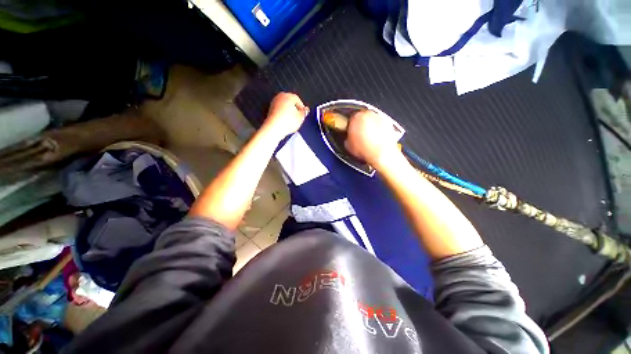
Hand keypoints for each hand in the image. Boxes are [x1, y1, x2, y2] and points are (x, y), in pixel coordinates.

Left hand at [263, 92, 308, 139]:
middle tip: (298, 117)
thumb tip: (305, 110)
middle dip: (294, 109)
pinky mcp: (270, 110)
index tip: (303, 114)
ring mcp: (274, 103)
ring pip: (284, 106)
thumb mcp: (300, 118)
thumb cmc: (288, 122)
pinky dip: (283, 115)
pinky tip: (285, 121)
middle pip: (290, 102)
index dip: (301, 107)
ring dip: (288, 112)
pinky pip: (279, 111)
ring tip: (292, 121)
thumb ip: (304, 112)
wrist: (274, 128)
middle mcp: (280, 97)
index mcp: (289, 96)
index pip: (298, 99)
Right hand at [345, 110, 400, 169]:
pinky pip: (381, 124)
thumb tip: (348, 139)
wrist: (381, 154)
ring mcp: (379, 117)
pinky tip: (377, 138)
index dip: (351, 125)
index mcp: (356, 117)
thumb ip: (347, 138)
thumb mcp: (348, 146)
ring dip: (371, 126)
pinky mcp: (388, 122)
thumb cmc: (365, 149)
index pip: (351, 118)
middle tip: (360, 134)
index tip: (351, 131)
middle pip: (363, 117)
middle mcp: (368, 114)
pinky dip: (379, 129)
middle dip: (361, 125)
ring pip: (372, 120)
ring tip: (369, 138)